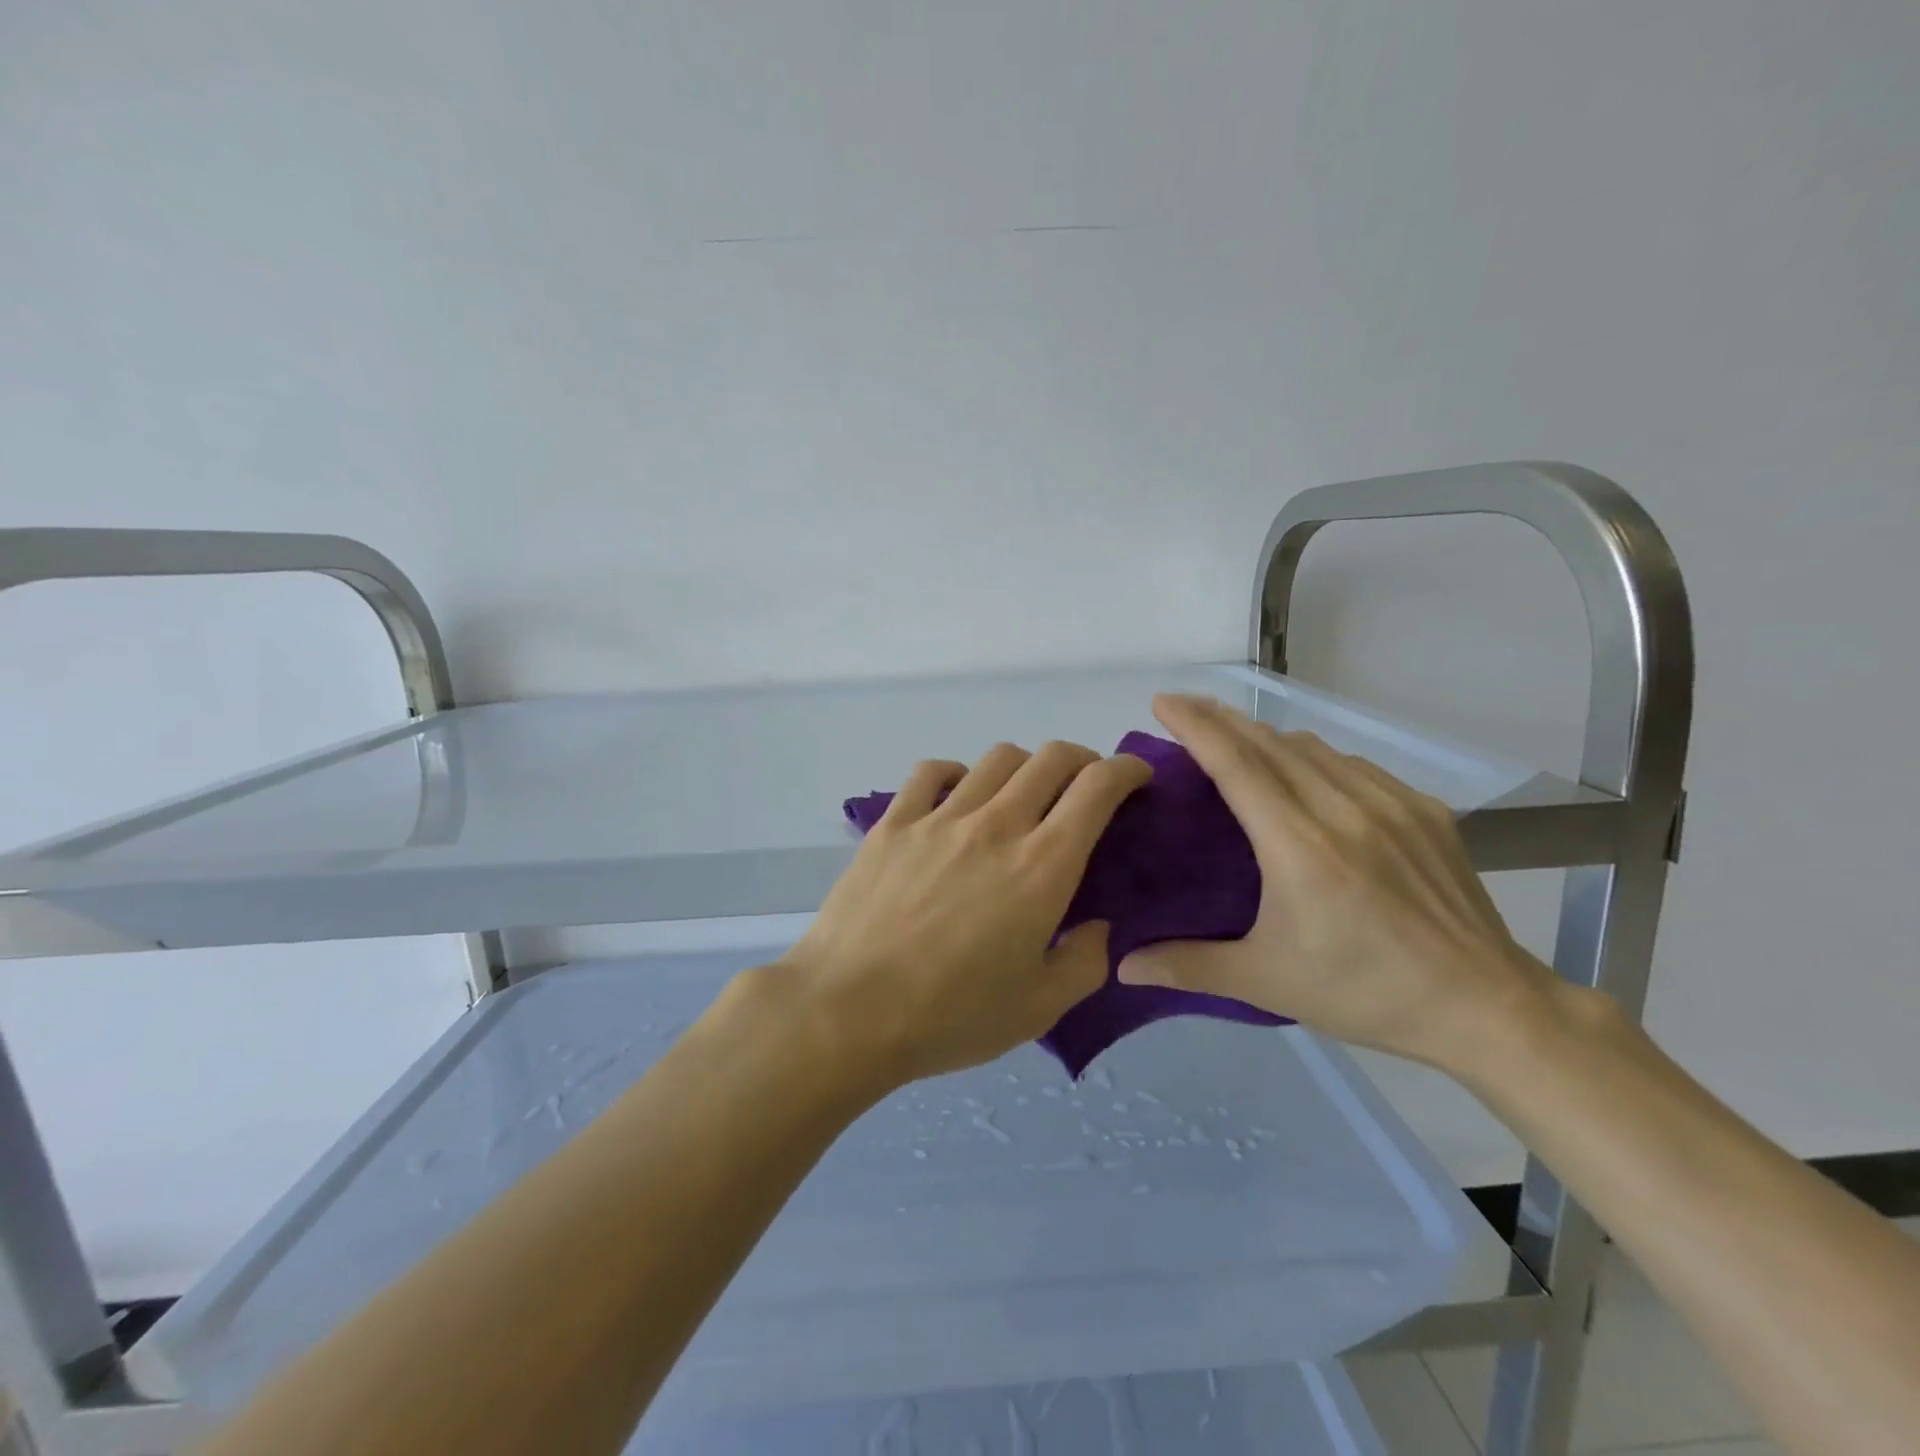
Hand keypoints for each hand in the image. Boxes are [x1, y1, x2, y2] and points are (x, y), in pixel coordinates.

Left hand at [775, 741, 1152, 1088]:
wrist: (848, 1011)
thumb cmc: (950, 1016)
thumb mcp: (1039, 1008)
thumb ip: (1085, 961)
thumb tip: (1097, 926)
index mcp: (1042, 866)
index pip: (1096, 788)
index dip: (1126, 770)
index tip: (1136, 777)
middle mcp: (996, 825)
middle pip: (1050, 758)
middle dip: (1081, 759)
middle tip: (1085, 785)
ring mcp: (940, 818)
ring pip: (996, 759)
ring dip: (1024, 767)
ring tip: (1023, 795)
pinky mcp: (894, 823)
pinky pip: (932, 772)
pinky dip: (957, 773)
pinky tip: (958, 797)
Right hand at [1117, 694, 1555, 1069]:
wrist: (1486, 1008)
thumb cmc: (1366, 993)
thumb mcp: (1268, 983)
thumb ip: (1189, 966)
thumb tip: (1123, 966)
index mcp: (1299, 847)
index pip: (1237, 764)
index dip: (1195, 726)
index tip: (1162, 702)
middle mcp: (1343, 810)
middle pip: (1269, 743)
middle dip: (1220, 718)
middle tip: (1183, 708)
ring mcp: (1390, 804)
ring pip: (1313, 748)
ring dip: (1266, 736)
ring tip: (1237, 741)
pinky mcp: (1424, 811)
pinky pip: (1354, 765)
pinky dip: (1315, 757)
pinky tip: (1307, 774)